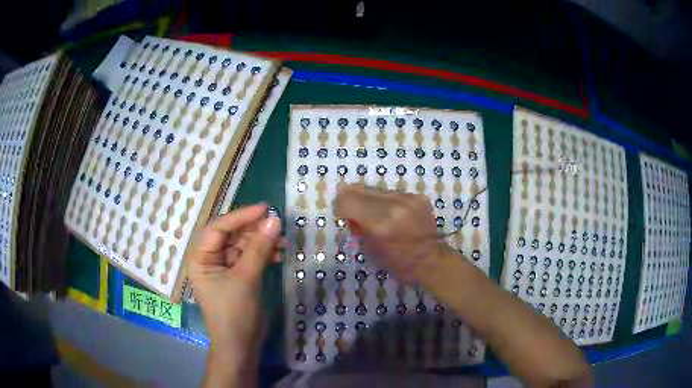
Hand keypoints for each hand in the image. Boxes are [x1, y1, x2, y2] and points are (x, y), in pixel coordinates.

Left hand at [188, 204, 281, 353]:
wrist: (240, 346)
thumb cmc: (234, 312)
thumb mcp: (245, 278)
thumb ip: (259, 248)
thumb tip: (274, 219)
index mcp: (201, 257)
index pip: (218, 228)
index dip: (240, 216)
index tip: (264, 208)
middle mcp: (210, 259)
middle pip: (231, 235)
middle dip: (253, 229)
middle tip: (277, 224)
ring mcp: (224, 268)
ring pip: (243, 245)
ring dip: (261, 242)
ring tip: (282, 242)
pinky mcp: (238, 277)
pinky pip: (250, 258)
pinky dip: (263, 254)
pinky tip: (278, 254)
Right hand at [334, 184, 443, 284]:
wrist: (431, 261)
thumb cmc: (398, 263)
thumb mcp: (370, 249)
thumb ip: (359, 227)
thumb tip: (350, 212)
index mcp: (379, 225)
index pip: (348, 201)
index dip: (340, 204)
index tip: (341, 211)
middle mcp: (393, 207)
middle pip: (362, 191)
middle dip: (352, 197)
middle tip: (350, 207)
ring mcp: (408, 200)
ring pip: (378, 190)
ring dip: (371, 199)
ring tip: (374, 212)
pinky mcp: (418, 197)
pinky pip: (394, 193)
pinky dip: (388, 201)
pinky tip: (392, 213)